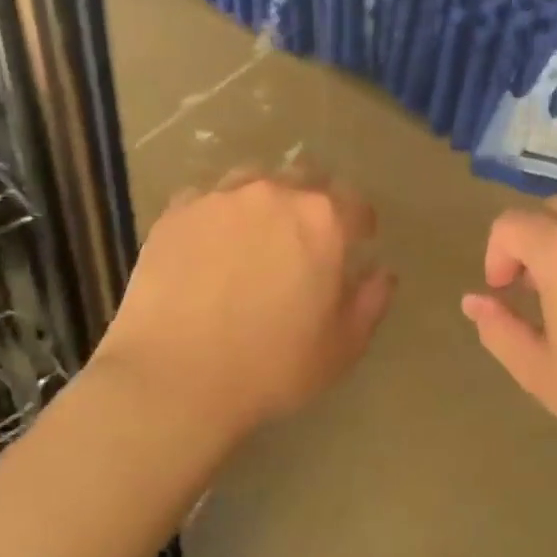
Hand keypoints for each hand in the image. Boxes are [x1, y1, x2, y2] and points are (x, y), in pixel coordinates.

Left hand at [96, 168, 396, 441]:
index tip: (358, 242)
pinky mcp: (175, 213)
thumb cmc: (271, 366)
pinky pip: (206, 199)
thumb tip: (382, 273)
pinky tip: (209, 246)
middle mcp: (274, 194)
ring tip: (254, 235)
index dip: (360, 223)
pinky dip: (217, 215)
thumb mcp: (342, 347)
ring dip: (263, 201)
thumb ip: (371, 302)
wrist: (175, 377)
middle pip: (304, 178)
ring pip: (252, 181)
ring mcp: (219, 198)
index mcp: (323, 221)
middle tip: (305, 239)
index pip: (354, 203)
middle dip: (313, 202)